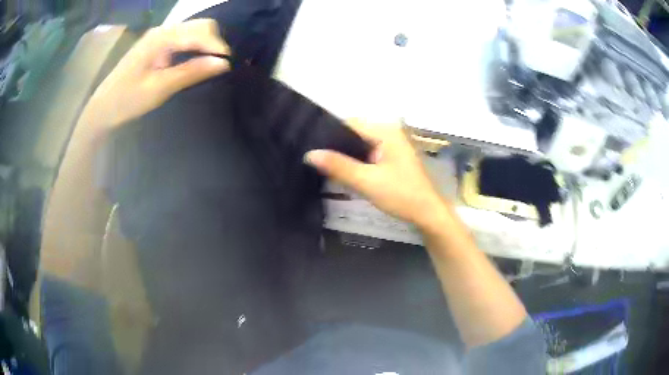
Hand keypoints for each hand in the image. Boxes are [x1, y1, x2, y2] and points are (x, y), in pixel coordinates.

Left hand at [88, 19, 229, 127]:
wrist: (103, 107)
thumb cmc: (127, 100)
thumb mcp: (160, 88)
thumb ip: (191, 72)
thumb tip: (224, 64)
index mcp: (162, 37)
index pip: (201, 32)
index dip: (218, 46)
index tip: (229, 66)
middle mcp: (163, 29)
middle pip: (200, 26)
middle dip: (215, 43)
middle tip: (220, 66)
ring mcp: (160, 35)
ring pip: (194, 30)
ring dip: (206, 45)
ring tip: (211, 65)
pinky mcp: (158, 43)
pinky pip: (185, 38)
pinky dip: (196, 47)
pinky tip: (197, 61)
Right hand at [305, 120, 449, 229]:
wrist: (428, 213)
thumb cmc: (401, 195)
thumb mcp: (367, 181)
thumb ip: (338, 166)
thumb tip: (309, 154)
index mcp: (386, 130)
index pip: (350, 123)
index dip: (328, 132)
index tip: (309, 145)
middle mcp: (390, 131)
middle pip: (354, 132)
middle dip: (335, 144)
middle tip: (314, 157)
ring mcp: (393, 143)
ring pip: (360, 143)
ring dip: (345, 153)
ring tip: (322, 163)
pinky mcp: (393, 156)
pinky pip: (368, 152)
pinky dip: (356, 159)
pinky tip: (343, 169)